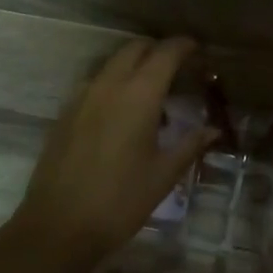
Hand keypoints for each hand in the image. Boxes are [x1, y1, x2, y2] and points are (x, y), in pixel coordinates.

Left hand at [7, 37, 216, 270]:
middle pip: (135, 48)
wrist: (58, 226)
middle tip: (178, 69)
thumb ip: (190, 145)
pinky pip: (95, 83)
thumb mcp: (163, 175)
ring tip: (152, 95)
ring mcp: (82, 96)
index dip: (184, 46)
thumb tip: (213, 130)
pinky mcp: (65, 112)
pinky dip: (114, 84)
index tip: (198, 50)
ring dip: (134, 66)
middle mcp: (108, 85)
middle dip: (158, 50)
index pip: (165, 53)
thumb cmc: (120, 201)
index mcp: (139, 95)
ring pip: (112, 63)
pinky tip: (122, 114)